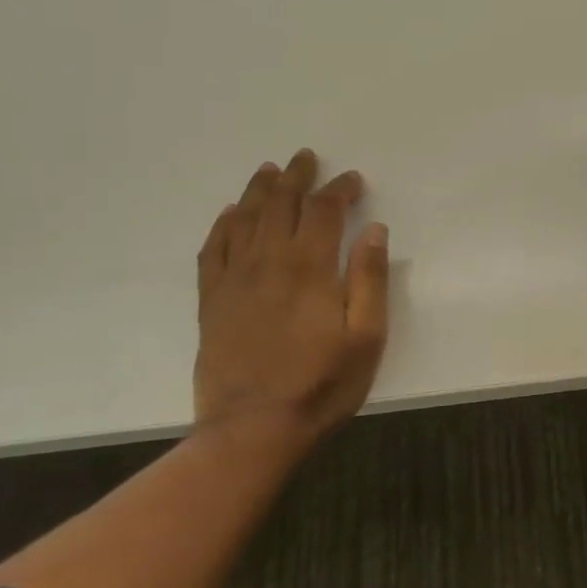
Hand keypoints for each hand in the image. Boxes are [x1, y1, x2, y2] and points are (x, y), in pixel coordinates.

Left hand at [194, 148, 389, 455]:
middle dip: (296, 177)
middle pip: (281, 204)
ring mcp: (234, 279)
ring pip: (245, 218)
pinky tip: (231, 213)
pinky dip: (223, 224)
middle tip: (305, 157)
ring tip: (270, 170)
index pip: (324, 211)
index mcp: (310, 268)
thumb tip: (374, 230)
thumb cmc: (321, 385)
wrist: (252, 430)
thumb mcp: (366, 338)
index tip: (352, 180)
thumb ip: (370, 280)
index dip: (339, 189)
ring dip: (260, 190)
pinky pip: (213, 249)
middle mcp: (268, 262)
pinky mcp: (212, 300)